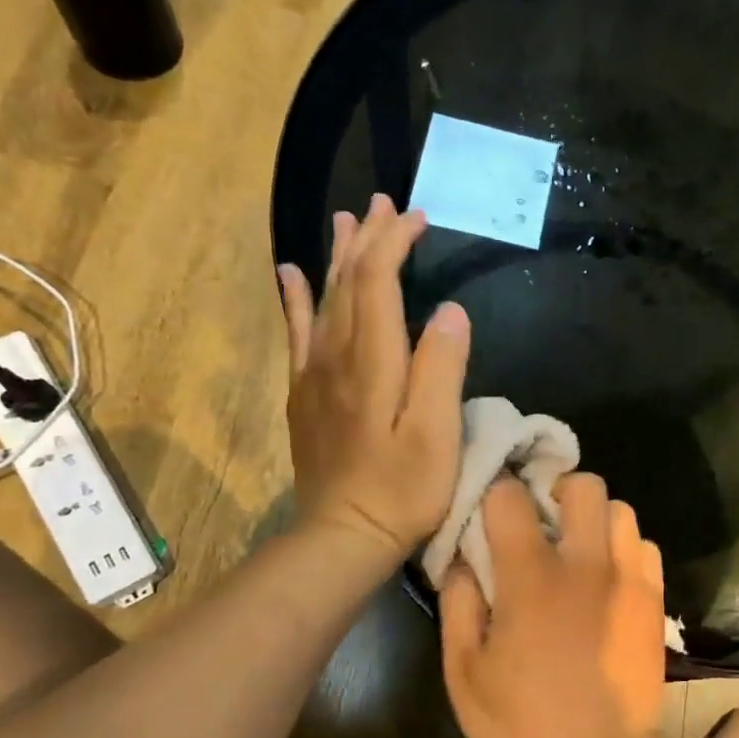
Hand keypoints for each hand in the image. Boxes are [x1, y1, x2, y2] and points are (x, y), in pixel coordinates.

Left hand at [278, 194, 469, 560]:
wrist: (344, 534)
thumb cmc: (402, 490)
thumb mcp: (437, 434)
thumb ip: (442, 368)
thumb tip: (450, 310)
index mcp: (373, 361)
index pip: (378, 282)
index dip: (395, 243)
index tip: (417, 217)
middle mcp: (337, 356)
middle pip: (348, 282)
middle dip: (368, 239)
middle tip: (384, 203)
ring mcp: (315, 375)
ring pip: (323, 299)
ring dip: (336, 257)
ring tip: (345, 221)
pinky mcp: (306, 395)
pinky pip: (297, 333)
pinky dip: (293, 298)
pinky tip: (289, 275)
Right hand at [439, 474, 667, 737]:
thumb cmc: (523, 723)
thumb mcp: (464, 673)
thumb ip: (458, 605)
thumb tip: (461, 559)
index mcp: (532, 577)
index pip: (511, 496)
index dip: (496, 495)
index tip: (491, 511)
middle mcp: (586, 564)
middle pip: (584, 485)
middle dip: (558, 490)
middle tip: (544, 521)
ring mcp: (628, 579)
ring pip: (621, 510)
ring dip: (595, 519)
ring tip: (579, 549)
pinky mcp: (654, 600)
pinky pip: (645, 547)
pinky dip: (625, 549)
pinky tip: (609, 578)